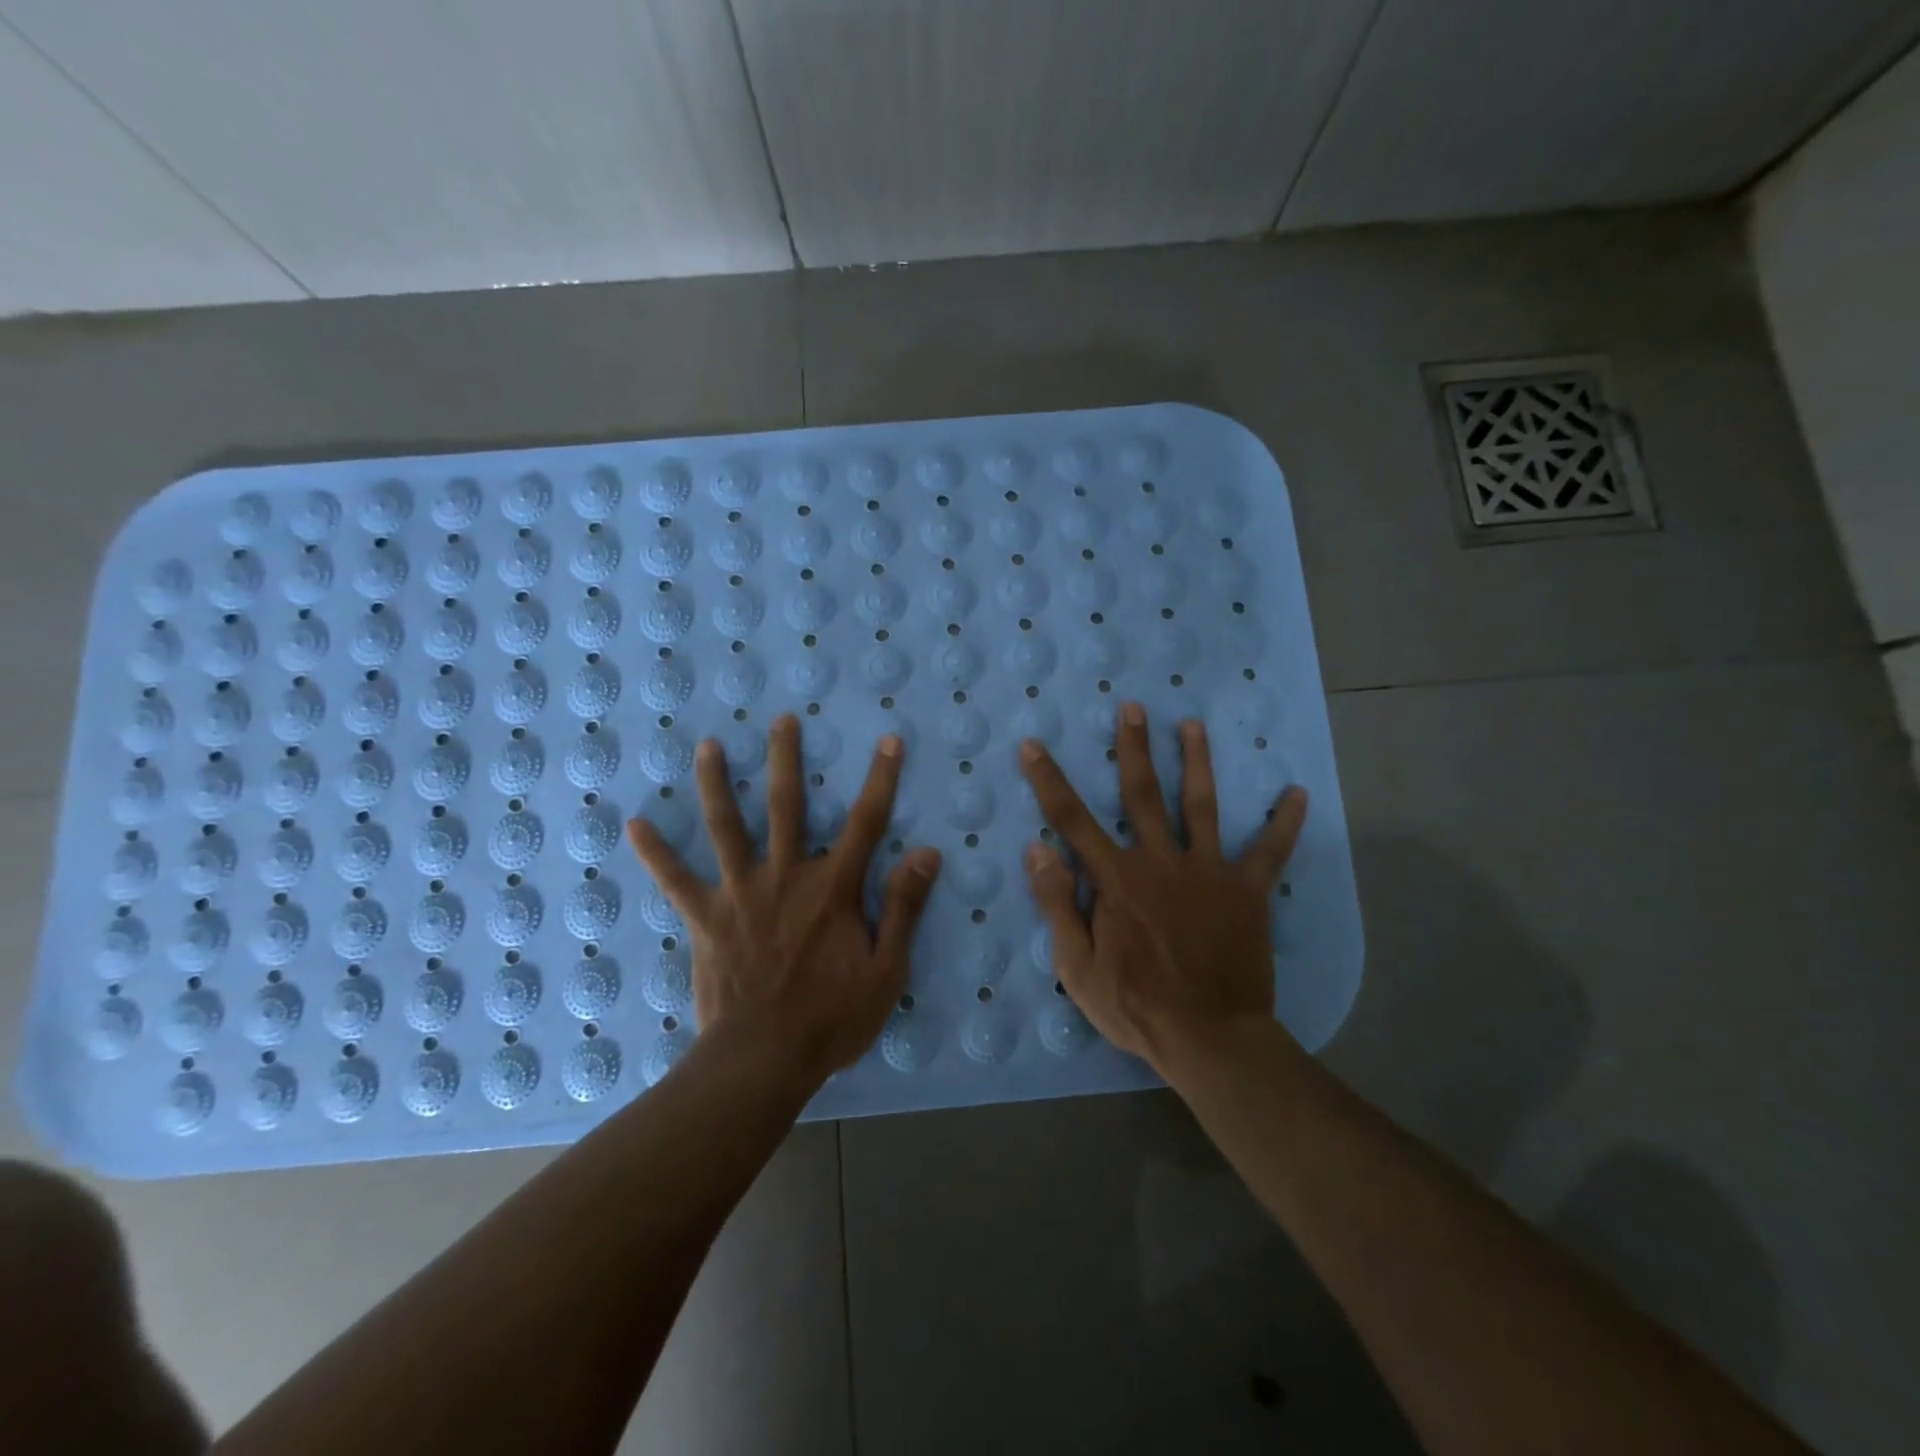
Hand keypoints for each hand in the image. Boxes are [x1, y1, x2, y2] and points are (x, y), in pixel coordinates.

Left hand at [626, 715, 941, 1086]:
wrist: (761, 1060)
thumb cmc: (831, 1018)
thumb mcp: (886, 970)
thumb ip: (904, 907)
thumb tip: (927, 853)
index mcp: (832, 889)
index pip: (867, 822)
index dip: (881, 779)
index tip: (889, 740)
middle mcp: (785, 877)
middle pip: (786, 806)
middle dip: (786, 759)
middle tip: (781, 719)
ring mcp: (740, 894)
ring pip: (727, 827)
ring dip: (716, 784)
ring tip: (707, 746)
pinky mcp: (706, 918)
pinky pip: (676, 880)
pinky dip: (657, 852)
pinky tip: (635, 824)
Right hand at [1019, 703, 1306, 1069]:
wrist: (1210, 1037)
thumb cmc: (1136, 1006)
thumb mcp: (1077, 965)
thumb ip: (1058, 904)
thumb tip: (1038, 850)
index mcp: (1116, 878)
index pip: (1071, 820)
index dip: (1048, 780)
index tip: (1032, 745)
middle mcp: (1160, 861)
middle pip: (1142, 794)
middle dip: (1134, 748)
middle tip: (1133, 707)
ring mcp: (1207, 872)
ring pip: (1200, 806)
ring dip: (1196, 762)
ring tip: (1193, 725)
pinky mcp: (1246, 891)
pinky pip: (1268, 852)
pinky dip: (1284, 823)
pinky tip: (1297, 793)